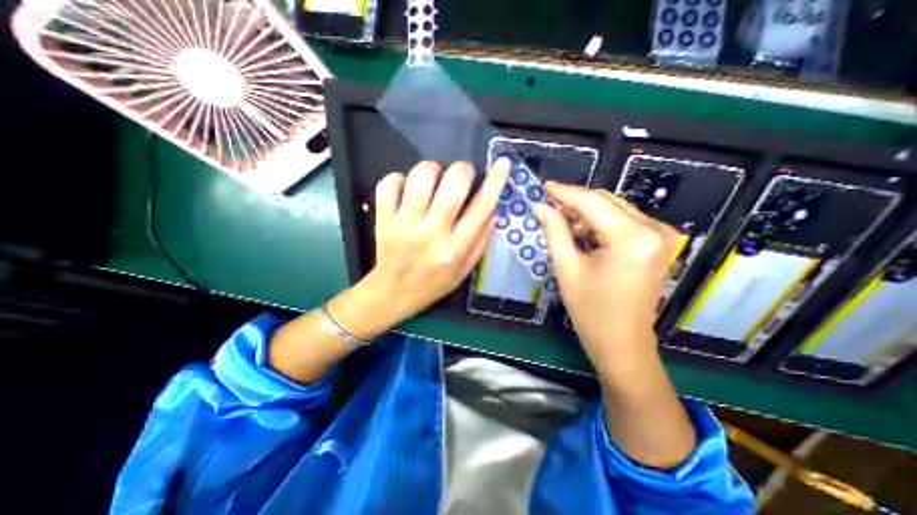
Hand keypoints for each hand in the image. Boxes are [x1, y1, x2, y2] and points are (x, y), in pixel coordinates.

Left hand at [333, 158, 512, 338]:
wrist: (393, 293)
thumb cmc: (433, 284)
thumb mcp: (464, 270)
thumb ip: (481, 241)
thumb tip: (494, 211)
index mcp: (456, 248)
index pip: (482, 207)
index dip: (495, 181)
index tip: (502, 163)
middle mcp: (432, 232)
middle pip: (453, 182)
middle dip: (462, 170)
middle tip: (460, 176)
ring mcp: (405, 224)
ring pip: (421, 176)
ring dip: (432, 170)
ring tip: (433, 181)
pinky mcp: (383, 219)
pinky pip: (389, 183)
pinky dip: (399, 178)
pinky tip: (406, 189)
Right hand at [530, 183, 679, 367]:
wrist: (622, 342)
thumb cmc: (590, 310)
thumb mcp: (566, 268)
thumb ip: (554, 231)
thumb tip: (539, 206)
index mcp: (631, 238)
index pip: (592, 202)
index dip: (565, 192)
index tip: (544, 186)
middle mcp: (654, 230)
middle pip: (606, 201)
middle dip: (575, 201)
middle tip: (548, 205)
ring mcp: (661, 235)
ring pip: (615, 208)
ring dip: (587, 211)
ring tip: (561, 219)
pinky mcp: (659, 243)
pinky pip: (624, 220)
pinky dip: (601, 221)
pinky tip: (582, 229)